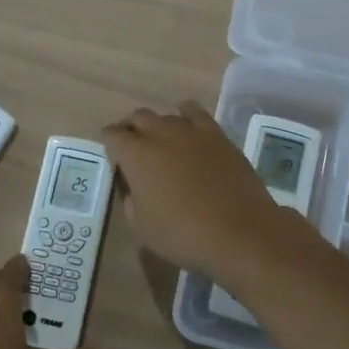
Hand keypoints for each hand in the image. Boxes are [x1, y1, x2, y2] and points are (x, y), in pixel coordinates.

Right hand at [100, 102, 304, 281]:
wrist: (240, 232)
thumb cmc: (183, 235)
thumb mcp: (141, 226)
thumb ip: (131, 199)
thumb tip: (135, 185)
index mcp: (135, 154)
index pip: (112, 136)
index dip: (108, 144)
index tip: (112, 156)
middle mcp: (160, 133)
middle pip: (137, 118)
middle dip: (131, 130)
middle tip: (133, 149)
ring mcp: (191, 130)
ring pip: (165, 115)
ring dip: (157, 125)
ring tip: (161, 142)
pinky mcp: (217, 134)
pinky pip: (195, 113)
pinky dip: (185, 116)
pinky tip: (187, 128)